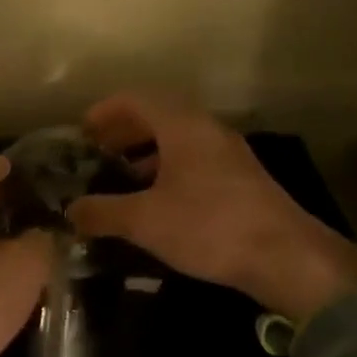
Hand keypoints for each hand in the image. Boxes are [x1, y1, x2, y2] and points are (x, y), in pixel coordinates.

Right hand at [66, 92, 356, 321]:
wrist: (287, 258)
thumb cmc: (209, 227)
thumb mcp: (145, 221)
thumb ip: (102, 212)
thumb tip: (70, 211)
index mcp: (183, 127)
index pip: (138, 98)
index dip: (106, 110)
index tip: (82, 130)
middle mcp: (208, 131)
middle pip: (159, 115)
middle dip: (125, 131)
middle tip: (97, 151)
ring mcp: (229, 155)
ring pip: (179, 139)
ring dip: (147, 152)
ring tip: (122, 177)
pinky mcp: (241, 180)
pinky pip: (195, 160)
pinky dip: (168, 169)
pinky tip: (158, 202)